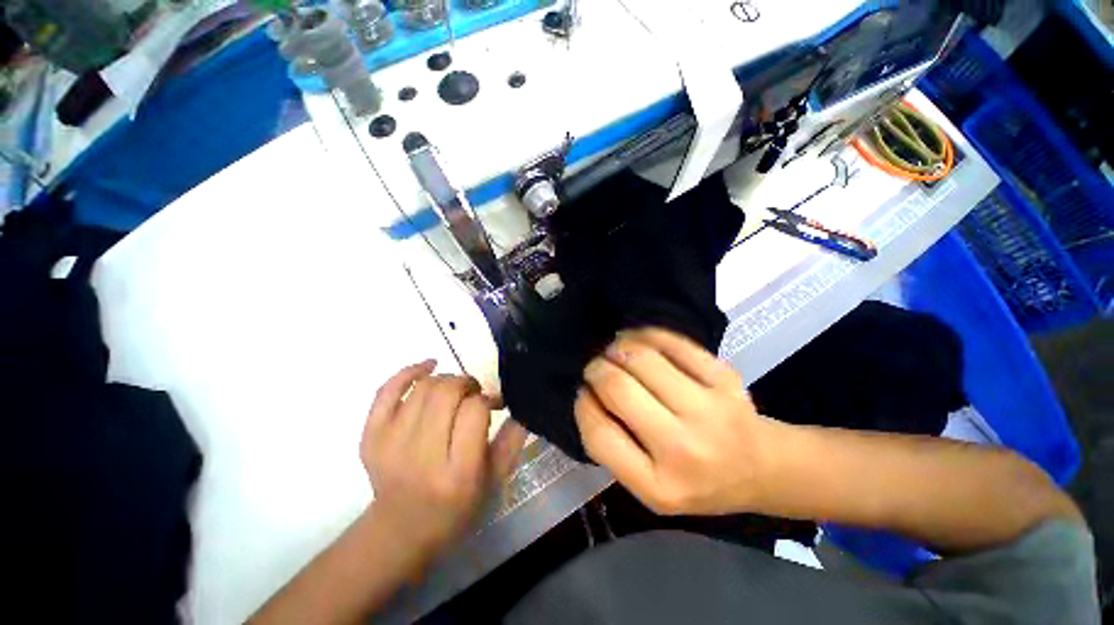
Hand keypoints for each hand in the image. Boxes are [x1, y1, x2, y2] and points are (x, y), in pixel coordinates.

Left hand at [361, 360, 527, 563]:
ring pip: (423, 387)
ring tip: (455, 391)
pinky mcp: (370, 437)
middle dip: (467, 383)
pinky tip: (428, 367)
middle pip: (446, 392)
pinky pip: (386, 390)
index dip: (487, 399)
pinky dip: (410, 372)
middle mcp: (422, 456)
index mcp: (459, 472)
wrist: (401, 530)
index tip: (493, 404)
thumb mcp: (494, 480)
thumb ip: (512, 439)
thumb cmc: (457, 507)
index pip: (475, 411)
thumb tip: (520, 404)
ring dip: (446, 379)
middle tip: (474, 393)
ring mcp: (390, 445)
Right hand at [575, 329, 777, 515]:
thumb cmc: (696, 481)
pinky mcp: (724, 377)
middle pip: (618, 387)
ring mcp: (709, 408)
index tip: (584, 392)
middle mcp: (684, 448)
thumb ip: (614, 447)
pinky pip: (672, 342)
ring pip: (641, 356)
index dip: (582, 403)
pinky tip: (638, 340)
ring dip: (617, 347)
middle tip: (596, 367)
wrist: (760, 468)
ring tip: (614, 351)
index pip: (598, 432)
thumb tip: (588, 392)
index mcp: (658, 485)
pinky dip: (646, 334)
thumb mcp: (648, 486)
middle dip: (596, 369)